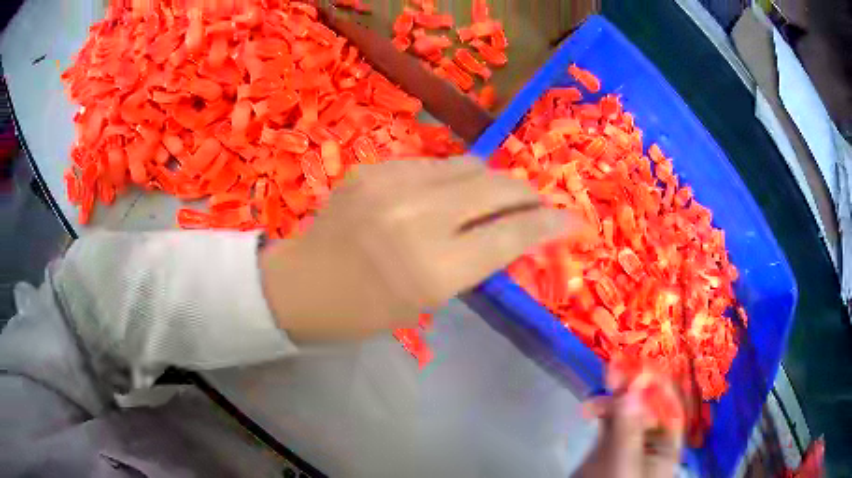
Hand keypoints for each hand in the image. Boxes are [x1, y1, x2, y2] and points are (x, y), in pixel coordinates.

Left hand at [260, 157, 587, 340]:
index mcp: (432, 270)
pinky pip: (433, 164)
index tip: (572, 220)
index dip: (549, 224)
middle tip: (538, 202)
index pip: (511, 235)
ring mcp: (392, 183)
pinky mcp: (374, 167)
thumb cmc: (363, 311)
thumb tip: (511, 230)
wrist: (299, 285)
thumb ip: (473, 261)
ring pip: (469, 166)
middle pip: (497, 187)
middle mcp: (417, 217)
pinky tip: (446, 192)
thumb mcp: (426, 300)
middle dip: (528, 193)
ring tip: (496, 196)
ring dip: (492, 181)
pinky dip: (452, 177)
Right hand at [575, 376, 684, 477]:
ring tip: (603, 382)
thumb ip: (628, 431)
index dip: (659, 386)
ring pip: (629, 408)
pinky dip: (604, 406)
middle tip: (618, 366)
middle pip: (649, 404)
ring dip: (617, 392)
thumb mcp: (623, 466)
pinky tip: (593, 402)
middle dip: (635, 385)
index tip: (642, 368)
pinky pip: (611, 418)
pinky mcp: (609, 443)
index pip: (670, 408)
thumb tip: (632, 389)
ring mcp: (629, 441)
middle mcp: (652, 440)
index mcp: (666, 447)